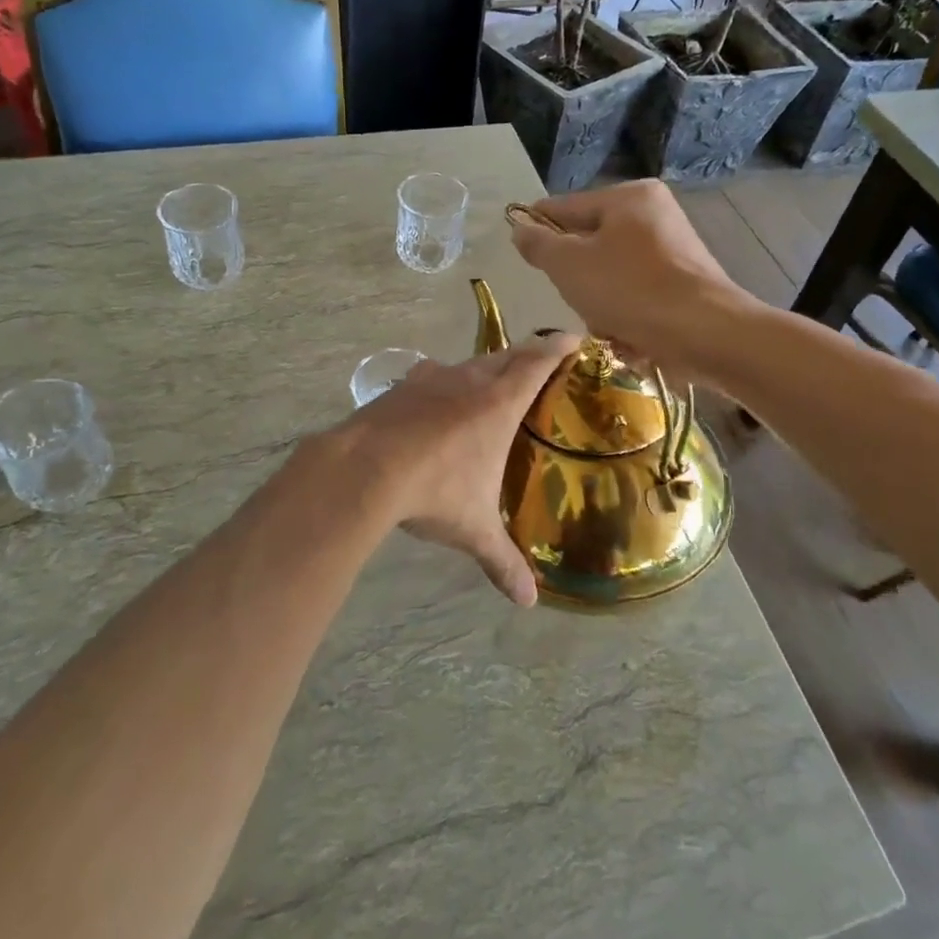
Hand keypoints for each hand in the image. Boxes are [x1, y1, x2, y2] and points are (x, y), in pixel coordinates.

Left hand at [339, 335, 578, 604]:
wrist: (363, 468)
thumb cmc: (434, 491)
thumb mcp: (473, 529)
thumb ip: (502, 561)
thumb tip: (527, 601)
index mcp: (498, 404)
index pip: (537, 363)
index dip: (559, 347)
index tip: (576, 337)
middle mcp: (468, 381)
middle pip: (505, 356)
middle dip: (527, 354)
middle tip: (541, 360)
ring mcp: (430, 379)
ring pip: (468, 363)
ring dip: (485, 367)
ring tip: (492, 382)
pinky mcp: (400, 388)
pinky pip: (432, 376)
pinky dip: (445, 382)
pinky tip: (438, 400)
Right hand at [508, 181, 746, 376]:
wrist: (705, 334)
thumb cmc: (630, 289)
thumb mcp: (569, 265)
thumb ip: (539, 244)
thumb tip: (520, 229)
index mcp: (629, 197)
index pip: (566, 207)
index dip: (537, 227)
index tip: (520, 251)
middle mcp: (655, 215)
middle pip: (590, 243)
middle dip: (577, 278)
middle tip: (576, 299)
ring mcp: (674, 250)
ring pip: (611, 274)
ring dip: (600, 303)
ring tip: (606, 324)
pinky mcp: (685, 284)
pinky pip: (637, 295)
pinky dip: (626, 315)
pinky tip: (628, 336)